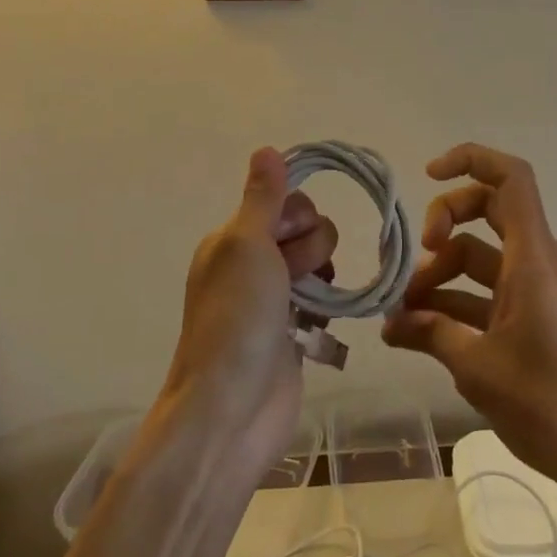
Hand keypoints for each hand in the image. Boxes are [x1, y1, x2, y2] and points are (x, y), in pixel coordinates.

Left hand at [158, 148, 337, 480]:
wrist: (232, 409)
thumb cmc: (237, 318)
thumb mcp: (246, 245)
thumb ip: (262, 197)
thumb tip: (266, 148)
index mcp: (232, 238)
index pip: (284, 201)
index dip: (297, 216)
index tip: (287, 241)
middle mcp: (250, 262)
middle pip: (305, 229)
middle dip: (311, 248)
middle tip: (292, 278)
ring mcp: (272, 298)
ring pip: (317, 262)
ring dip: (320, 275)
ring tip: (307, 304)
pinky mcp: (292, 331)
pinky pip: (321, 297)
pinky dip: (324, 304)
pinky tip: (316, 323)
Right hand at [381, 143, 556, 506]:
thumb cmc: (550, 404)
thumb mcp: (478, 368)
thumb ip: (430, 333)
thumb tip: (388, 322)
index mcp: (534, 259)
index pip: (510, 178)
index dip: (469, 160)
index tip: (427, 176)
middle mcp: (540, 261)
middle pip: (488, 211)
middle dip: (443, 226)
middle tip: (412, 263)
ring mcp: (540, 289)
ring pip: (482, 257)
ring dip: (441, 277)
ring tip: (401, 316)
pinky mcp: (539, 316)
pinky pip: (491, 292)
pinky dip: (457, 303)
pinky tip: (421, 334)